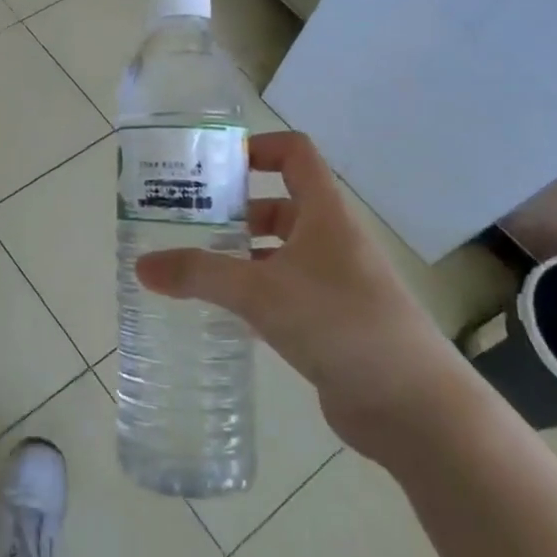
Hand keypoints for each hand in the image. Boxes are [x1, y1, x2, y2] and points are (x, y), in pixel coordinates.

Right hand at [134, 132, 471, 459]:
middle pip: (279, 204)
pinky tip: (222, 311)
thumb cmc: (341, 325)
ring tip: (193, 266)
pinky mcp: (331, 322)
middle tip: (184, 221)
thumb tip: (142, 265)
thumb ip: (200, 275)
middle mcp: (331, 240)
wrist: (414, 407)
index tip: (213, 166)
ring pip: (279, 252)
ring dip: (240, 254)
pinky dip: (253, 292)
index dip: (256, 148)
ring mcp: (335, 283)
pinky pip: (284, 292)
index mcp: (325, 215)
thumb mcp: (261, 293)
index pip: (295, 155)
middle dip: (233, 209)